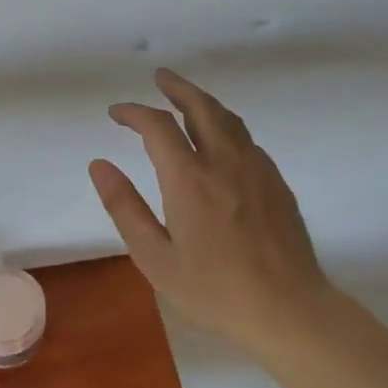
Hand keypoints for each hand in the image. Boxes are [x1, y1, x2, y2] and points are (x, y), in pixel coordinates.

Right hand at [89, 69, 335, 359]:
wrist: (288, 309)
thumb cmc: (213, 289)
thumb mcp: (155, 257)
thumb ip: (125, 207)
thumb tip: (99, 165)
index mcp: (189, 179)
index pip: (158, 127)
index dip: (134, 112)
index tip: (116, 113)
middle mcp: (224, 162)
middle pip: (201, 107)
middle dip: (176, 88)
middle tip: (160, 77)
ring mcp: (257, 170)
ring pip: (229, 119)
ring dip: (204, 102)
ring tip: (186, 99)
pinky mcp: (277, 183)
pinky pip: (247, 139)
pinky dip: (226, 125)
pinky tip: (221, 139)